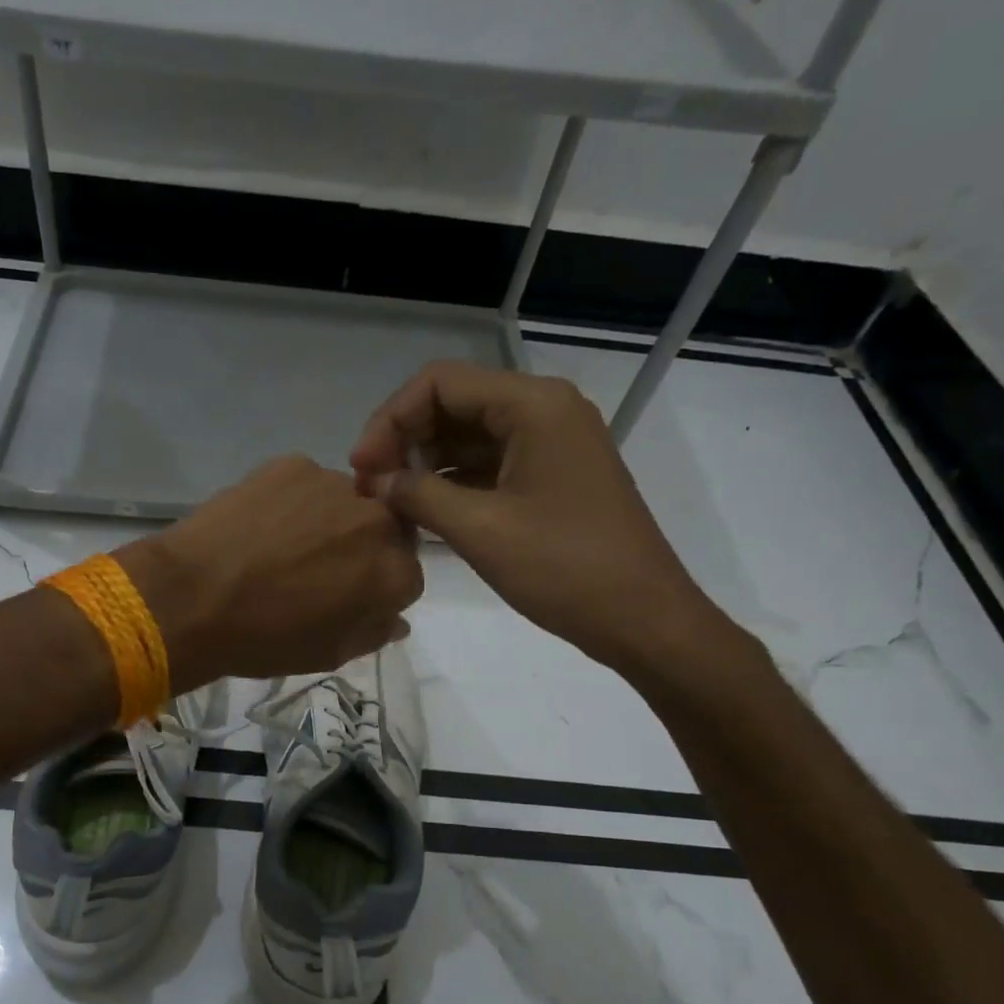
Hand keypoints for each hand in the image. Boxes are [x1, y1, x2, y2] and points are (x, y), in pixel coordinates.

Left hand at [118, 455, 421, 687]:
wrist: (192, 598)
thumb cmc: (264, 639)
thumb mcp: (328, 655)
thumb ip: (373, 633)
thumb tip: (396, 619)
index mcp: (394, 574)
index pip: (406, 576)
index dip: (375, 588)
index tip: (345, 596)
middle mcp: (378, 521)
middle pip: (384, 530)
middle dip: (360, 548)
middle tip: (315, 568)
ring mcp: (335, 485)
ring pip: (345, 503)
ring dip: (328, 521)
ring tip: (280, 544)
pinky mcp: (294, 464)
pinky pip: (306, 484)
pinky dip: (292, 501)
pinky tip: (259, 524)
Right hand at [349, 362, 732, 676]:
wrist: (643, 619)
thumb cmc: (565, 568)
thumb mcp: (481, 530)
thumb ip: (418, 495)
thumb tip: (374, 482)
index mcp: (533, 405)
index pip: (439, 384)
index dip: (390, 420)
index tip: (361, 468)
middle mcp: (543, 410)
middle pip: (453, 405)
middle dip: (405, 441)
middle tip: (371, 489)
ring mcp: (551, 444)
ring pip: (469, 436)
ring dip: (425, 463)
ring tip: (389, 503)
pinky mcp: (551, 477)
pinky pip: (489, 465)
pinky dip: (452, 482)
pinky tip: (423, 512)